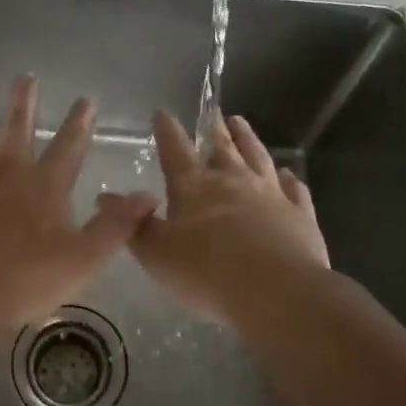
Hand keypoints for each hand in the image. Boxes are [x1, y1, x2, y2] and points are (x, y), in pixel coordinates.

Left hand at [0, 76, 155, 331]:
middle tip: (26, 77)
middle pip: (18, 123)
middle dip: (25, 98)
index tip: (86, 99)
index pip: (69, 145)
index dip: (80, 122)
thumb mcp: (82, 260)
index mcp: (44, 184)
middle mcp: (6, 165)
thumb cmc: (21, 279)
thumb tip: (149, 196)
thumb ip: (115, 227)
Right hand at [128, 110, 329, 323]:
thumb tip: (105, 197)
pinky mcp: (299, 213)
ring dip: (248, 138)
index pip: (175, 148)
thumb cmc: (208, 274)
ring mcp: (270, 193)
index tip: (162, 113)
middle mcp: (233, 180)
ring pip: (258, 156)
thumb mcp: (157, 254)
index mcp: (194, 186)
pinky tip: (287, 175)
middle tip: (213, 112)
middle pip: (222, 146)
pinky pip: (294, 188)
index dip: (167, 130)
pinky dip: (288, 178)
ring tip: (240, 123)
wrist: (278, 293)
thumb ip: (134, 225)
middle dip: (214, 128)